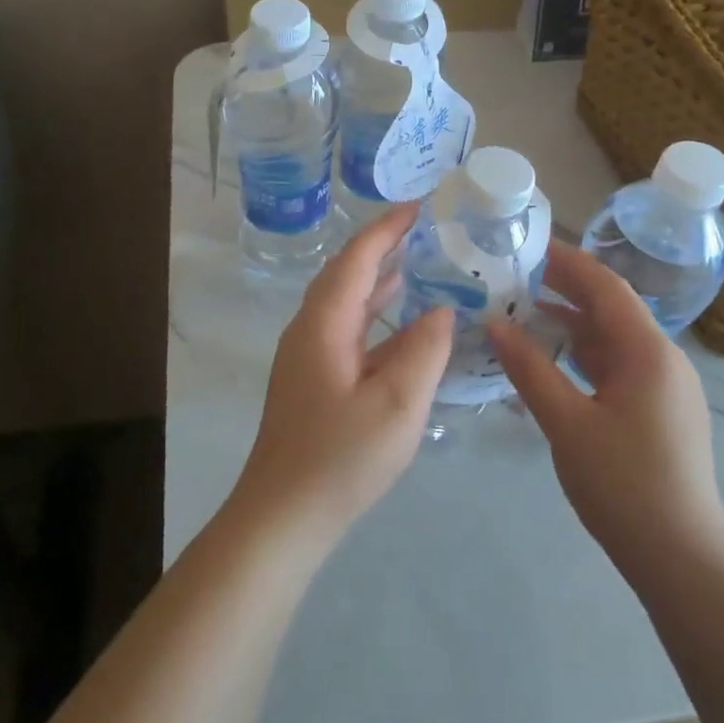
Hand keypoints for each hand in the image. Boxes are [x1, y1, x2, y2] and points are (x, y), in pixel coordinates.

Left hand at [228, 203, 453, 549]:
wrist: (282, 516)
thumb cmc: (340, 458)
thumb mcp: (397, 404)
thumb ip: (424, 350)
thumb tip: (441, 310)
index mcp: (323, 324)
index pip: (356, 259)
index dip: (386, 229)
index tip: (419, 206)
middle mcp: (309, 330)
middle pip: (346, 274)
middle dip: (382, 247)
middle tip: (425, 230)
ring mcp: (307, 357)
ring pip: (346, 304)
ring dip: (379, 280)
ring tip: (419, 263)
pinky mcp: (313, 380)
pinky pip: (348, 331)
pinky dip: (376, 317)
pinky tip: (404, 325)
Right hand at [489, 242, 723, 579]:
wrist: (681, 557)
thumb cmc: (623, 484)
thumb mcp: (566, 422)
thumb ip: (529, 369)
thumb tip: (493, 324)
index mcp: (649, 352)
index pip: (606, 288)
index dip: (568, 263)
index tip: (528, 247)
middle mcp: (664, 360)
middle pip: (611, 311)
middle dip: (566, 291)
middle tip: (516, 279)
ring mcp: (666, 388)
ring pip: (613, 342)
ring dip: (572, 327)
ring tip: (524, 317)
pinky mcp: (660, 413)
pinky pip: (618, 369)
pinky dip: (583, 359)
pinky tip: (551, 366)